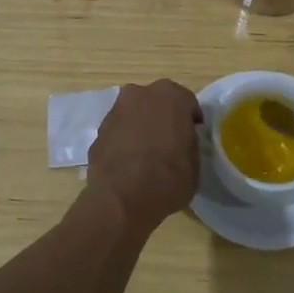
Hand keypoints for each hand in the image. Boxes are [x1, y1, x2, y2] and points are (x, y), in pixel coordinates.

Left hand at [84, 80, 203, 234]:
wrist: (123, 199)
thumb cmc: (169, 177)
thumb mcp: (195, 161)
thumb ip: (188, 141)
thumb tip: (181, 141)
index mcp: (171, 96)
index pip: (187, 102)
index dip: (190, 119)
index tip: (192, 134)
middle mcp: (141, 94)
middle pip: (156, 102)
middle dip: (163, 117)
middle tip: (169, 140)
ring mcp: (116, 111)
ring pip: (134, 114)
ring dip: (141, 127)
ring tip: (147, 154)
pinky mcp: (98, 131)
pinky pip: (118, 131)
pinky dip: (124, 141)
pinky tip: (129, 163)